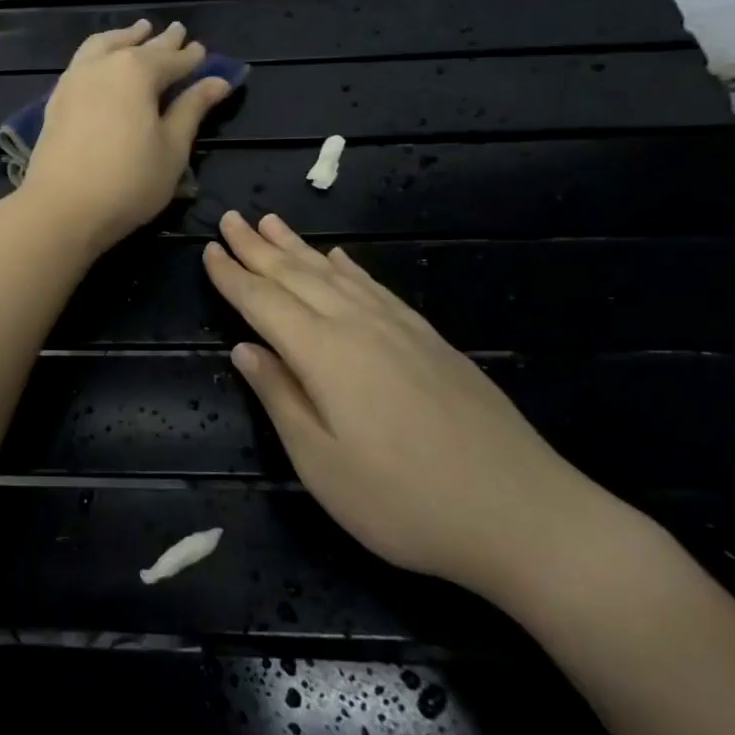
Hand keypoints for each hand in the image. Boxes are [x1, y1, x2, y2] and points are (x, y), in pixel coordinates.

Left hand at [21, 20, 233, 253]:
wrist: (61, 207)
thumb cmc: (128, 181)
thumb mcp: (172, 148)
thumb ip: (192, 109)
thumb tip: (217, 81)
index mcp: (137, 72)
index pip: (172, 59)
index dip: (190, 57)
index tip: (202, 50)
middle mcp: (103, 65)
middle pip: (137, 47)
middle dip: (160, 41)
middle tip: (176, 31)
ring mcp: (74, 80)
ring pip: (102, 46)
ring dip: (123, 38)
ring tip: (136, 32)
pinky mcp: (56, 100)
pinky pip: (81, 62)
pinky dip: (98, 53)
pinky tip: (101, 62)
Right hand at [203, 210, 609, 598]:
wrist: (526, 516)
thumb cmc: (405, 501)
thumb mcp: (321, 463)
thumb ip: (280, 398)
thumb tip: (245, 350)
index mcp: (324, 354)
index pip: (264, 303)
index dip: (232, 277)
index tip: (208, 250)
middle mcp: (359, 327)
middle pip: (298, 276)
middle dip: (258, 247)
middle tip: (230, 218)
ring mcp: (401, 330)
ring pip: (337, 274)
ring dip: (300, 247)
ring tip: (272, 222)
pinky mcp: (432, 342)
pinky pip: (378, 288)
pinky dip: (352, 268)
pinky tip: (343, 258)